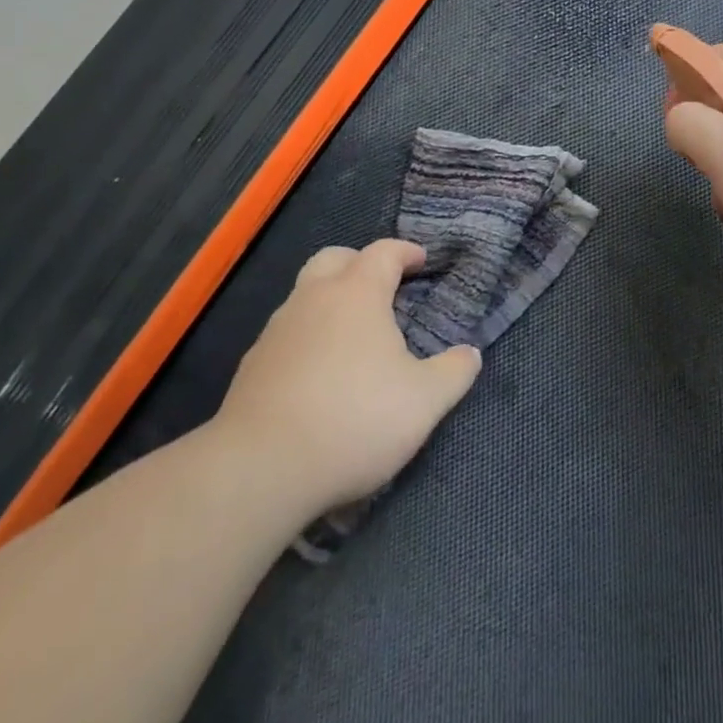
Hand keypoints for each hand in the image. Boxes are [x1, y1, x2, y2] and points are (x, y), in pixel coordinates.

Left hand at [212, 239, 480, 511]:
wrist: (261, 470)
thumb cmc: (355, 419)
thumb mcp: (424, 401)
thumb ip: (454, 372)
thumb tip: (470, 353)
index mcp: (357, 294)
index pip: (383, 252)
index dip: (405, 252)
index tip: (421, 261)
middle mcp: (312, 299)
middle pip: (334, 259)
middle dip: (359, 264)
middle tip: (383, 289)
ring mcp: (276, 331)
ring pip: (305, 296)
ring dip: (331, 302)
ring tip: (354, 337)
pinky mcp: (252, 366)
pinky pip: (287, 335)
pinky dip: (308, 339)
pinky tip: (320, 375)